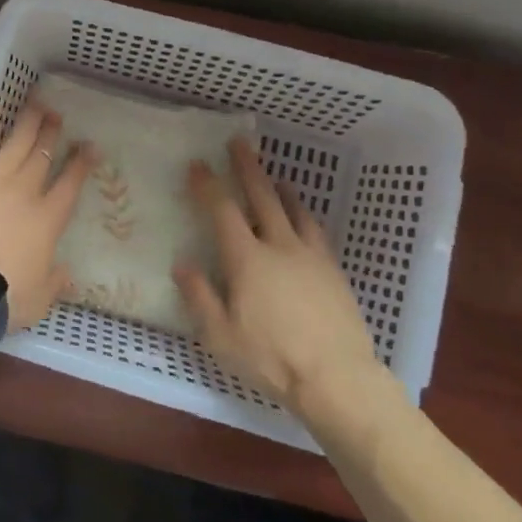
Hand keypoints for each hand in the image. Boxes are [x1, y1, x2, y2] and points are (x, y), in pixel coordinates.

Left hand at [0, 86, 93, 329]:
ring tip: (38, 102)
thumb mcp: (40, 299)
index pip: (69, 185)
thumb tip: (69, 274)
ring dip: (28, 121)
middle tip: (58, 114)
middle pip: (42, 155)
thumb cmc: (4, 299)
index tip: (89, 147)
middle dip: (52, 133)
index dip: (80, 164)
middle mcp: (25, 191)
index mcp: (47, 220)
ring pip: (16, 141)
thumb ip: (56, 281)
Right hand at [176, 138, 398, 433]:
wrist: (338, 378)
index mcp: (247, 259)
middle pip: (262, 197)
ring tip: (275, 177)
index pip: (223, 211)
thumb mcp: (221, 336)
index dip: (208, 185)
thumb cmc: (272, 358)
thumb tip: (182, 264)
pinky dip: (304, 216)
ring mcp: (311, 257)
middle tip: (240, 142)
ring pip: (295, 211)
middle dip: (248, 168)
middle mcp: (279, 247)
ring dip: (281, 189)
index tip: (197, 164)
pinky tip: (304, 220)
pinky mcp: (334, 272)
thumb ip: (200, 297)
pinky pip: (316, 232)